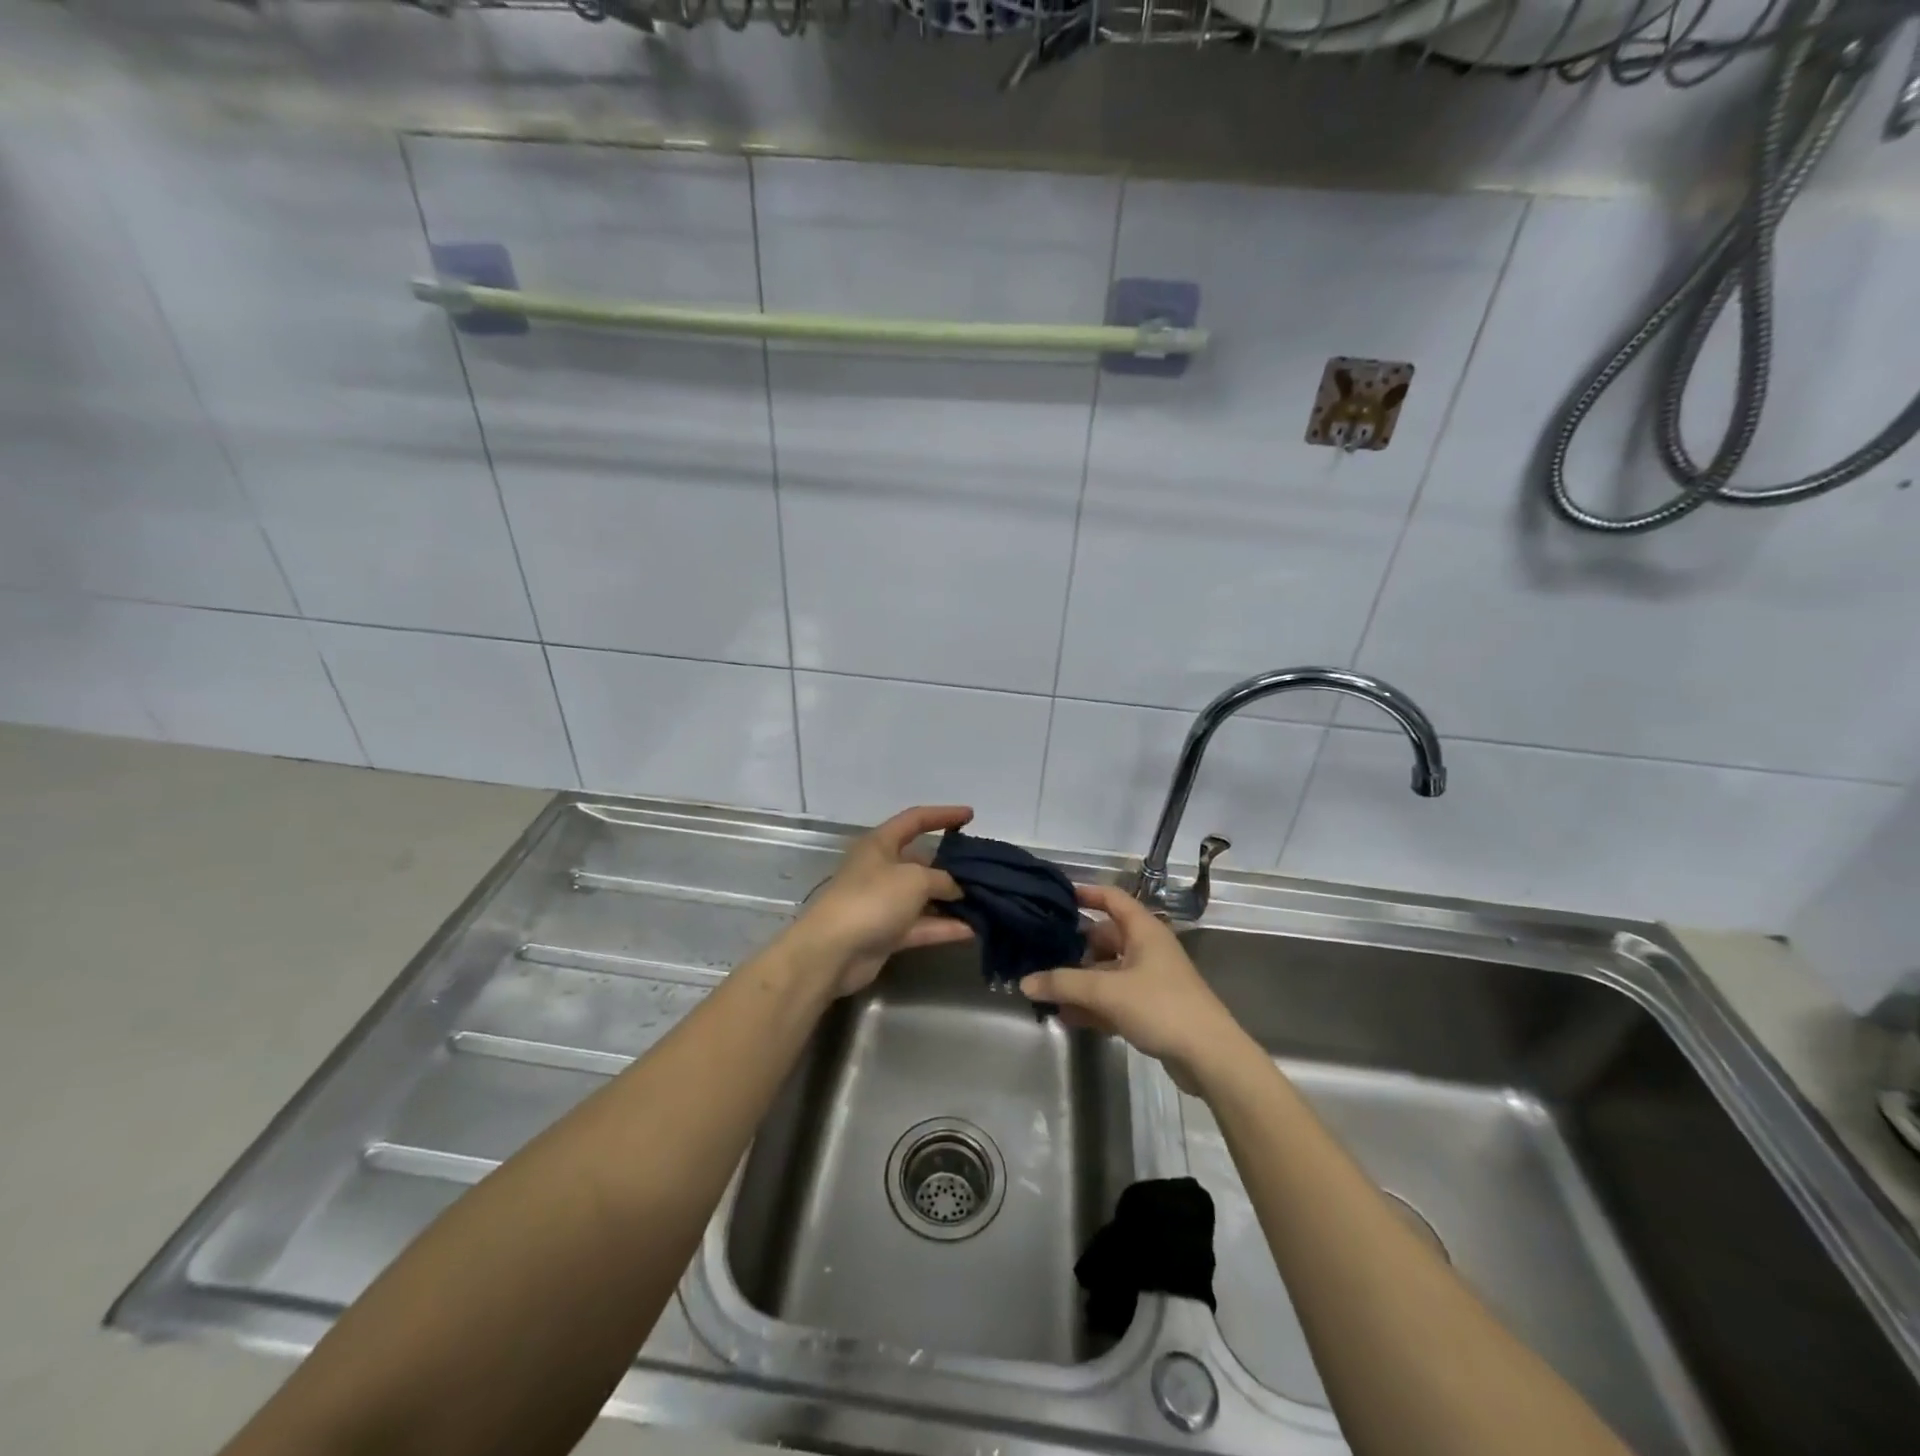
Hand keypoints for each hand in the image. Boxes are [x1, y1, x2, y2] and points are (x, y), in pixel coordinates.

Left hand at [788, 805, 974, 998]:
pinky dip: (944, 927)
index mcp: (880, 844)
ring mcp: (883, 903)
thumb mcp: (915, 879)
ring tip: (984, 901)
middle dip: (951, 865)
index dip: (943, 815)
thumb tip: (955, 888)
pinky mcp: (887, 933)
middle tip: (983, 869)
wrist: (833, 951)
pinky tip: (972, 930)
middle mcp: (880, 869)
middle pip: (921, 861)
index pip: (915, 820)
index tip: (970, 815)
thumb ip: (942, 879)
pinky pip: (921, 925)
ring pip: (923, 897)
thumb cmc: (872, 899)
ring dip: (950, 900)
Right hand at [1020, 884, 1252, 1093]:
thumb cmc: (1161, 1007)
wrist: (1210, 1057)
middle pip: (1104, 938)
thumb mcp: (1107, 991)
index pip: (1112, 898)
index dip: (1086, 893)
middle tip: (1042, 953)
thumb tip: (1025, 982)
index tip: (1057, 897)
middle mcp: (1147, 949)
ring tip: (1047, 991)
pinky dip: (1093, 1004)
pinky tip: (1067, 1017)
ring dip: (1080, 981)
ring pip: (1107, 972)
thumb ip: (1063, 984)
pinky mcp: (1151, 1009)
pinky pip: (1114, 999)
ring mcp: (1150, 980)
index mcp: (1143, 931)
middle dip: (1074, 947)